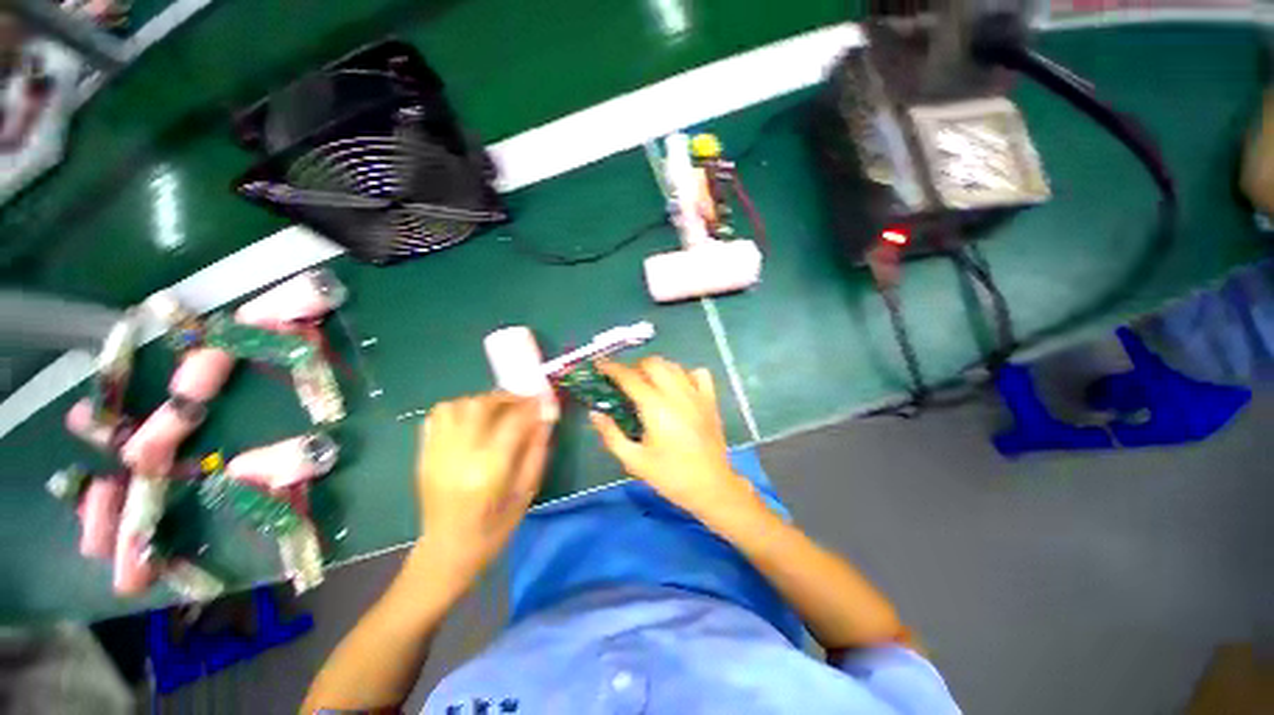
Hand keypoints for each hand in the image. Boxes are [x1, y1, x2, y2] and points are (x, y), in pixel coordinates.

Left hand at [415, 392, 554, 571]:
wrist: (448, 550)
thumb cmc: (495, 526)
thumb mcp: (527, 492)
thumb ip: (537, 451)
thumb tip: (546, 418)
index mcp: (490, 469)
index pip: (514, 421)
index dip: (532, 405)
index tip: (544, 400)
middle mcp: (460, 455)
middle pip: (481, 405)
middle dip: (506, 398)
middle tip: (521, 404)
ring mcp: (437, 453)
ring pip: (456, 405)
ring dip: (481, 402)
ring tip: (496, 411)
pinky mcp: (424, 455)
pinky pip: (436, 417)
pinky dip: (457, 410)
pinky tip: (471, 421)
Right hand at [591, 357, 751, 516]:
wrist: (711, 487)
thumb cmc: (670, 476)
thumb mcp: (634, 460)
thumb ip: (611, 434)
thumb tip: (595, 413)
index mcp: (655, 407)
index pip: (629, 377)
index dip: (611, 368)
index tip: (600, 366)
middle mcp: (676, 393)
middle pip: (652, 363)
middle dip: (635, 366)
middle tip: (625, 381)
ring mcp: (696, 394)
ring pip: (673, 365)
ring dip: (657, 369)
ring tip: (648, 383)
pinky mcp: (711, 400)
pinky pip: (699, 374)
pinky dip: (685, 374)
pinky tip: (679, 387)